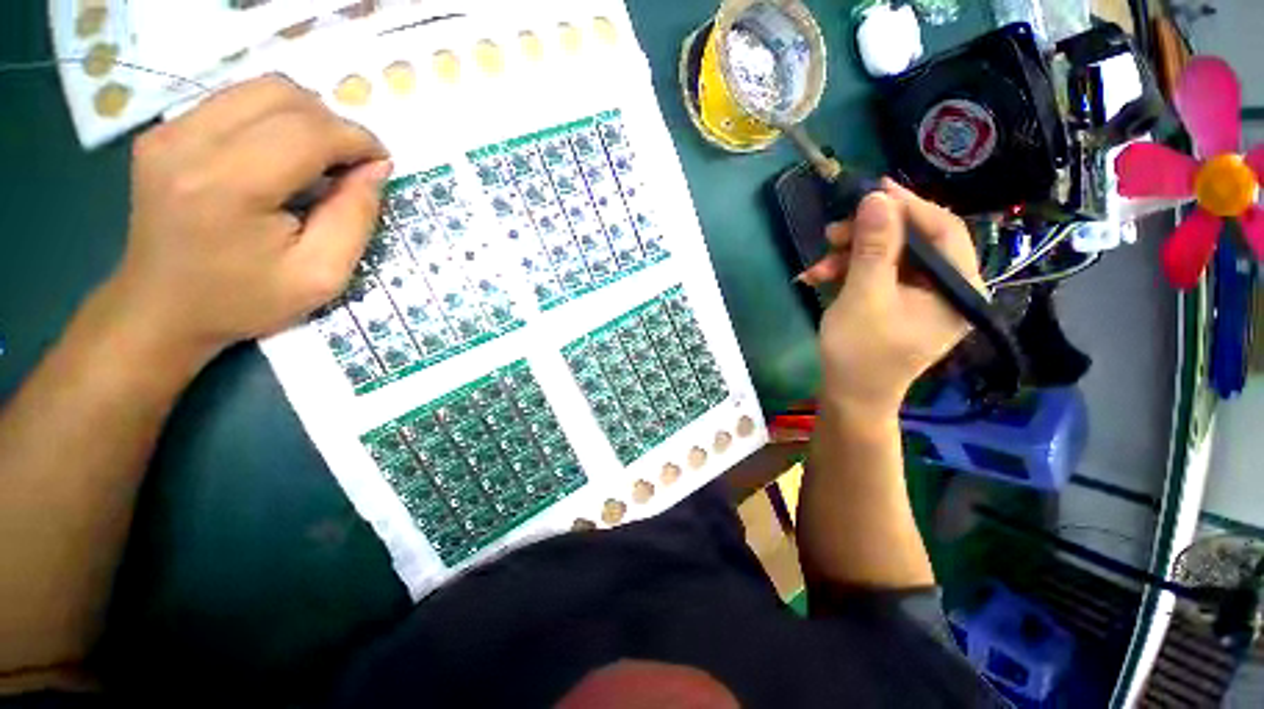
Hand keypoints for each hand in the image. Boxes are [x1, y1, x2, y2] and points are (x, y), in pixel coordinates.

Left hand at [100, 74, 390, 364]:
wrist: (161, 308)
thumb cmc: (245, 300)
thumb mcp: (322, 275)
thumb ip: (355, 218)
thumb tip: (377, 167)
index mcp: (229, 186)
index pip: (308, 131)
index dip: (357, 140)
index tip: (380, 164)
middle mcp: (190, 143)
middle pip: (283, 95)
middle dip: (333, 124)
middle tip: (349, 164)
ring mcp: (169, 131)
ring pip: (260, 89)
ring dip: (305, 117)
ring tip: (319, 159)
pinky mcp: (163, 130)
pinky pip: (235, 101)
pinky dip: (274, 120)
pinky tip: (280, 157)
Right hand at [802, 179, 982, 416]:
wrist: (849, 397)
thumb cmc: (860, 353)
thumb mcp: (864, 297)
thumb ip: (874, 247)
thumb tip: (877, 197)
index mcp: (958, 288)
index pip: (944, 230)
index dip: (908, 206)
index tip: (872, 190)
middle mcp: (949, 288)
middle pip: (914, 242)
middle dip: (868, 235)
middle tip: (831, 233)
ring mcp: (923, 297)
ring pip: (891, 257)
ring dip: (850, 256)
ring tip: (816, 265)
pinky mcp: (900, 303)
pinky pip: (878, 275)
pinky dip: (849, 272)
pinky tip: (819, 277)